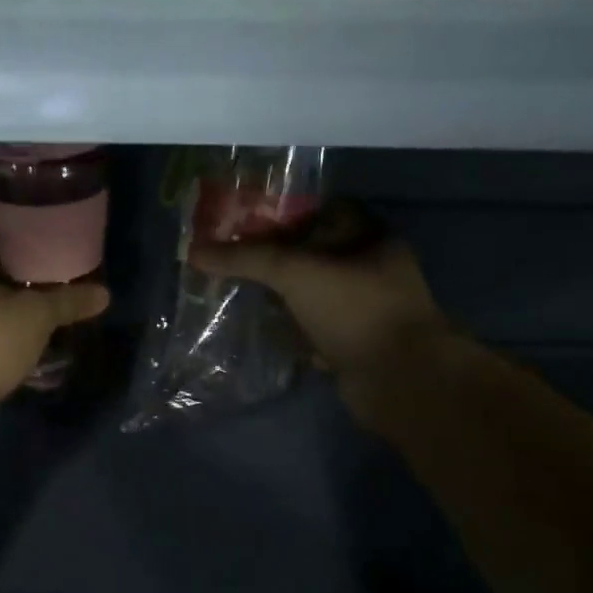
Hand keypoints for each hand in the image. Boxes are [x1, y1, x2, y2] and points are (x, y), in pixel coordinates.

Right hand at [190, 203, 446, 429]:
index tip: (246, 220)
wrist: (398, 380)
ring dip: (280, 295)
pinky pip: (313, 329)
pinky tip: (259, 328)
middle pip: (314, 254)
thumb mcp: (297, 272)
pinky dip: (290, 329)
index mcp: (370, 239)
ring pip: (312, 294)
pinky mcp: (351, 344)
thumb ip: (247, 259)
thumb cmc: (355, 310)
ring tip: (236, 290)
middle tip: (232, 257)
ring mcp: (362, 310)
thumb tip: (195, 251)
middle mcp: (370, 270)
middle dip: (275, 257)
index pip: (324, 211)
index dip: (286, 212)